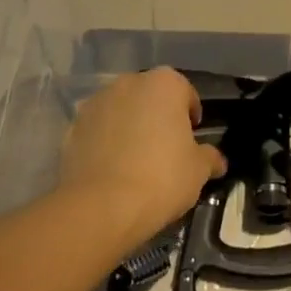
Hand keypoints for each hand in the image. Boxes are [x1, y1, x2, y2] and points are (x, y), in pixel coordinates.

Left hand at [59, 68, 227, 246]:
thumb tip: (217, 160)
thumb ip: (210, 158)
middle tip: (164, 149)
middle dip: (157, 116)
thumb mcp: (198, 170)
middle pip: (151, 97)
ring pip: (122, 110)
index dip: (190, 117)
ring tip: (134, 161)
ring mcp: (97, 103)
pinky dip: (104, 142)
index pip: (185, 93)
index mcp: (165, 83)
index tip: (191, 140)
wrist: (100, 208)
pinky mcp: (72, 127)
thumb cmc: (161, 178)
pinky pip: (97, 130)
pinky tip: (111, 170)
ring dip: (129, 126)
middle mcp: (130, 82)